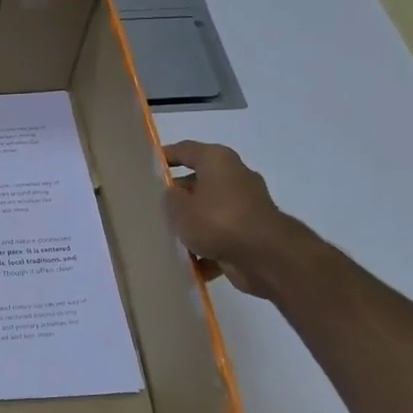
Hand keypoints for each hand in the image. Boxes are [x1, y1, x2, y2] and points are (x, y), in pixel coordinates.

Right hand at [163, 140, 308, 297]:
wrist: (265, 256)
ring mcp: (246, 205)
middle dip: (178, 196)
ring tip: (167, 237)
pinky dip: (207, 247)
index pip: (186, 150)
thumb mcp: (179, 208)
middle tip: (153, 207)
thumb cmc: (217, 221)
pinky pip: (221, 235)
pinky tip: (189, 261)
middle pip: (198, 182)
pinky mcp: (252, 232)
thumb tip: (174, 194)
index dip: (166, 156)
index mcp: (217, 161)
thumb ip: (170, 197)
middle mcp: (235, 177)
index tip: (148, 167)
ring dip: (192, 224)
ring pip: (210, 211)